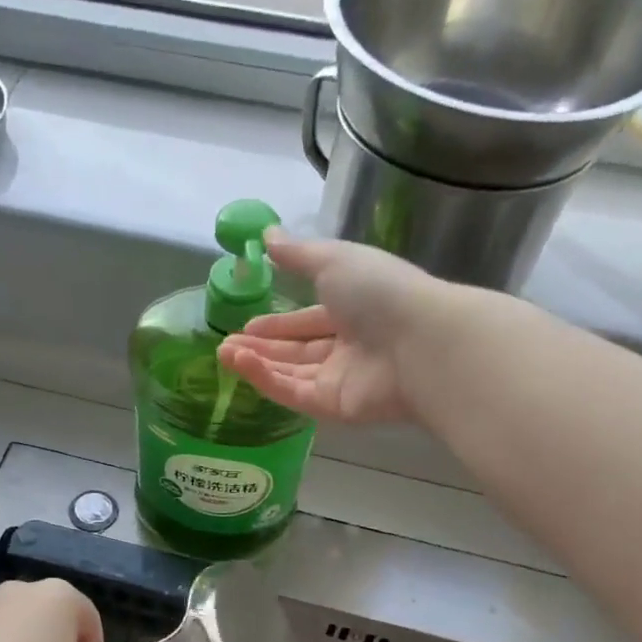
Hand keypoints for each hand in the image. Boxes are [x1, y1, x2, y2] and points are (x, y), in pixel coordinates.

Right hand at [216, 233, 467, 424]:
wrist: (418, 342)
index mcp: (354, 310)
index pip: (309, 321)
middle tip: (226, 343)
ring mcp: (341, 380)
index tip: (246, 324)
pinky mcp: (333, 407)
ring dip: (257, 363)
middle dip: (262, 347)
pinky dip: (266, 379)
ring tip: (224, 352)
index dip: (279, 323)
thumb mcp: (333, 260)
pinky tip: (240, 364)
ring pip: (291, 373)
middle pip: (297, 351)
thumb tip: (268, 234)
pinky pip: (293, 393)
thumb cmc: (379, 292)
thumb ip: (298, 253)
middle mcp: (348, 347)